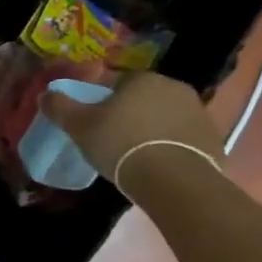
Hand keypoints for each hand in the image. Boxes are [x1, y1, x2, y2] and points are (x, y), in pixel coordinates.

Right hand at [45, 72, 225, 187]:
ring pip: (167, 119)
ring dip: (154, 131)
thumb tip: (46, 94)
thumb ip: (60, 107)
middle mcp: (175, 89)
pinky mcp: (215, 141)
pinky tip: (160, 168)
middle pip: (145, 100)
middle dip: (132, 115)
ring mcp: (200, 115)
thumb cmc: (122, 144)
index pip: (118, 84)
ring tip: (138, 157)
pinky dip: (173, 149)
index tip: (96, 123)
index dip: (104, 102)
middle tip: (115, 140)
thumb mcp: (80, 126)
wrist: (174, 181)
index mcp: (144, 79)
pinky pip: (185, 141)